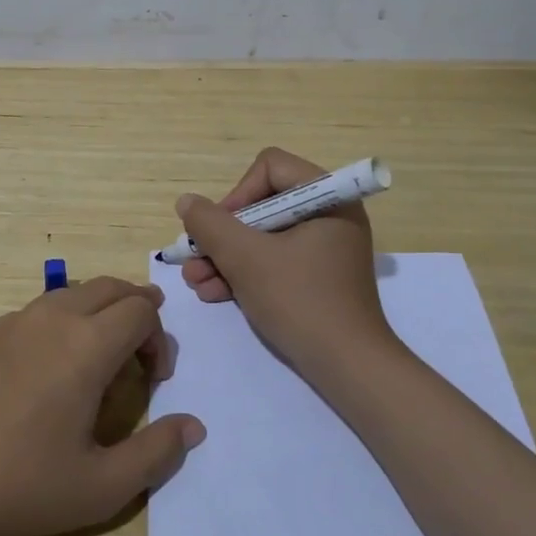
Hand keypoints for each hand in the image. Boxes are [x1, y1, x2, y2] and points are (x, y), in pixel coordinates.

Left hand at [0, 277, 205, 535]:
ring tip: (103, 351)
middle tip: (142, 351)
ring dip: (100, 310)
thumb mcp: (103, 487)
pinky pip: (41, 308)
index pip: (141, 311)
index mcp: (85, 346)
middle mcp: (53, 319)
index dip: (160, 338)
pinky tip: (53, 365)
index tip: (156, 379)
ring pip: (74, 292)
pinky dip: (65, 319)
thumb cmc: (25, 487)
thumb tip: (194, 426)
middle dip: (137, 310)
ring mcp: (15, 321)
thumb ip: (157, 452)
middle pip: (110, 287)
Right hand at [178, 147, 396, 378]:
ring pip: (263, 236)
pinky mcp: (318, 277)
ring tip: (196, 281)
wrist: (349, 368)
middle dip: (223, 235)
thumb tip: (187, 202)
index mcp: (328, 197)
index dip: (237, 194)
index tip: (219, 229)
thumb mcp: (246, 258)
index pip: (270, 168)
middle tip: (195, 258)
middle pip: (262, 204)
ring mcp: (325, 248)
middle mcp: (330, 215)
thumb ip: (210, 224)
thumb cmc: (300, 300)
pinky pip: (275, 260)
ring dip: (225, 257)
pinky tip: (213, 294)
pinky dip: (245, 273)